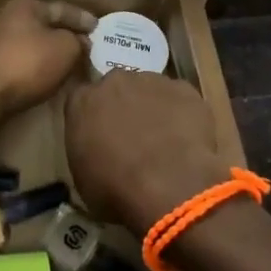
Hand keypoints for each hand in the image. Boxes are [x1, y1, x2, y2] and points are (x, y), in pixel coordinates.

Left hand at [0, 0, 95, 120]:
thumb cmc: (27, 63)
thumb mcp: (65, 49)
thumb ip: (77, 41)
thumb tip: (79, 41)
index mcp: (24, 4)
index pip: (61, 8)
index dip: (82, 19)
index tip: (98, 28)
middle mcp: (4, 15)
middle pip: (42, 23)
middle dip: (63, 34)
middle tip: (83, 44)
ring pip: (28, 41)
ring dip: (46, 50)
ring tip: (65, 61)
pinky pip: (16, 57)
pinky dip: (31, 63)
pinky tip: (42, 74)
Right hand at [66, 72, 231, 234]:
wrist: (168, 184)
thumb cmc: (116, 189)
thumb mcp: (84, 179)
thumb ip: (87, 151)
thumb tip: (99, 152)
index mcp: (83, 101)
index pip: (81, 100)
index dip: (93, 117)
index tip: (100, 136)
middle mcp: (114, 81)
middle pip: (117, 88)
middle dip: (123, 107)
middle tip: (134, 138)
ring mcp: (152, 81)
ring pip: (151, 90)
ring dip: (154, 109)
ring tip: (166, 142)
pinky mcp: (184, 89)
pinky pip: (180, 99)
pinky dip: (183, 115)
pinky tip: (188, 142)